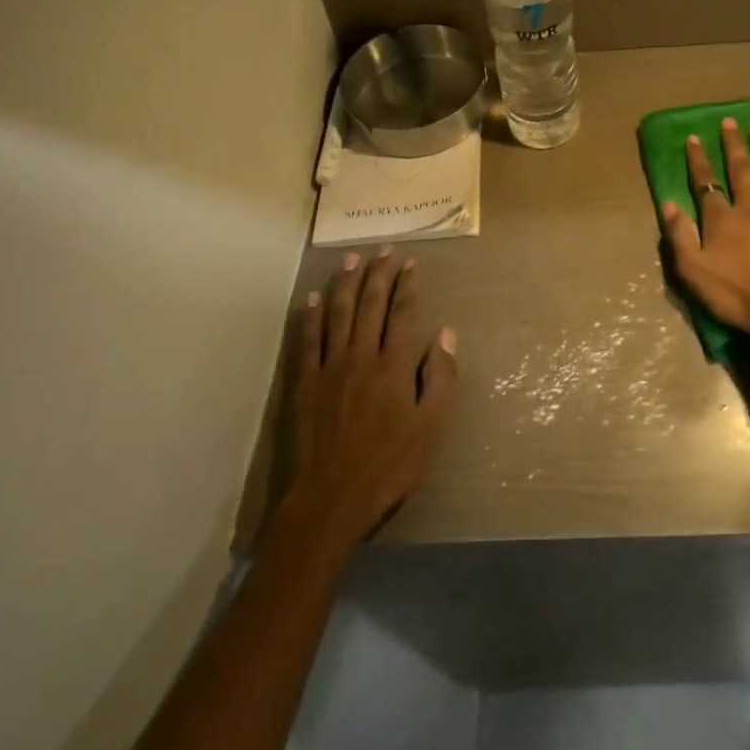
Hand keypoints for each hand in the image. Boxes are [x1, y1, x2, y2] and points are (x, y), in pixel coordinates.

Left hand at [277, 247, 458, 558]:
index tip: (411, 263)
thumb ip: (441, 378)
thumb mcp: (432, 428)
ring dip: (345, 284)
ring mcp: (328, 367)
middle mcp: (361, 356)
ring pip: (338, 314)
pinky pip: (307, 340)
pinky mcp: (304, 383)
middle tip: (383, 250)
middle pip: (370, 305)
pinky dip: (311, 317)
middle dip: (378, 274)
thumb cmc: (390, 467)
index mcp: (394, 366)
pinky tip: (313, 299)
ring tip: (351, 260)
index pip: (403, 314)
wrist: (330, 499)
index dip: (407, 286)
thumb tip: (446, 333)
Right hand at [661, 118, 749, 338]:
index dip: (699, 160)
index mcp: (721, 219)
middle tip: (731, 122)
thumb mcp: (693, 271)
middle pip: (740, 170)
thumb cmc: (735, 295)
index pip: (706, 183)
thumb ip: (680, 236)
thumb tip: (669, 203)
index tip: (694, 137)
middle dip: (733, 145)